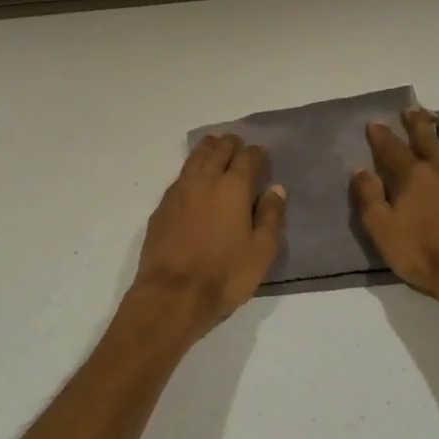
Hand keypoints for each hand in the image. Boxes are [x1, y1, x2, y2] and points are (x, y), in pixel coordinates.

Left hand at [132, 134, 286, 336]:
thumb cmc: (224, 275)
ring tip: (215, 147)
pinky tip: (194, 178)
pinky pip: (180, 176)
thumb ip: (271, 217)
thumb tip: (276, 189)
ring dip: (208, 149)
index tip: (261, 154)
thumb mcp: (261, 252)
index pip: (247, 158)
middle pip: (218, 150)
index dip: (256, 153)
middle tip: (238, 144)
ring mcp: (179, 192)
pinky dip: (191, 169)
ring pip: (195, 158)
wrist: (172, 294)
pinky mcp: (162, 207)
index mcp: (233, 188)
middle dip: (231, 144)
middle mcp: (205, 181)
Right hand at [352, 104, 438, 302]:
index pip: (393, 151)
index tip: (375, 122)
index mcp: (414, 178)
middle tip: (413, 108)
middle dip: (419, 123)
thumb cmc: (423, 255)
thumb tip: (360, 170)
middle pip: (430, 140)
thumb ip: (369, 197)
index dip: (382, 136)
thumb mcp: (382, 229)